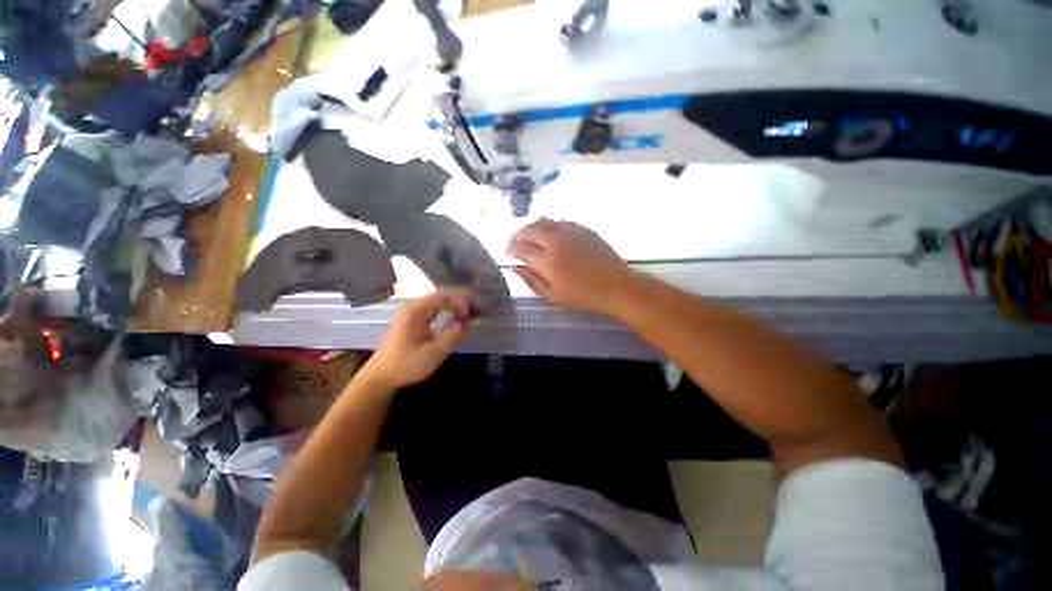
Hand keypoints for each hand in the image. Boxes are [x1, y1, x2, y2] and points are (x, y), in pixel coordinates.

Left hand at [361, 290, 472, 390]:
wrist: (381, 376)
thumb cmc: (405, 365)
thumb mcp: (432, 353)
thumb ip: (452, 336)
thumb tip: (467, 323)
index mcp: (415, 310)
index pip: (444, 296)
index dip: (461, 302)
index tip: (471, 316)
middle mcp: (413, 305)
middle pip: (443, 295)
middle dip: (461, 301)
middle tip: (478, 309)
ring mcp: (413, 311)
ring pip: (440, 301)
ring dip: (456, 305)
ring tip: (472, 313)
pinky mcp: (414, 319)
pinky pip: (436, 308)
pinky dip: (449, 311)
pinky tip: (459, 317)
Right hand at [508, 219, 636, 315]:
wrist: (615, 285)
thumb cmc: (582, 295)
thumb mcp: (553, 295)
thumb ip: (531, 280)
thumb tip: (516, 268)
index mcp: (547, 260)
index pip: (521, 248)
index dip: (511, 249)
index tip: (507, 252)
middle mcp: (555, 240)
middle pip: (529, 229)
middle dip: (517, 235)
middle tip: (514, 242)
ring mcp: (570, 231)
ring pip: (544, 221)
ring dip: (531, 227)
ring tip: (528, 236)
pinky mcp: (582, 228)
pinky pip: (559, 222)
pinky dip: (548, 226)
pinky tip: (548, 234)